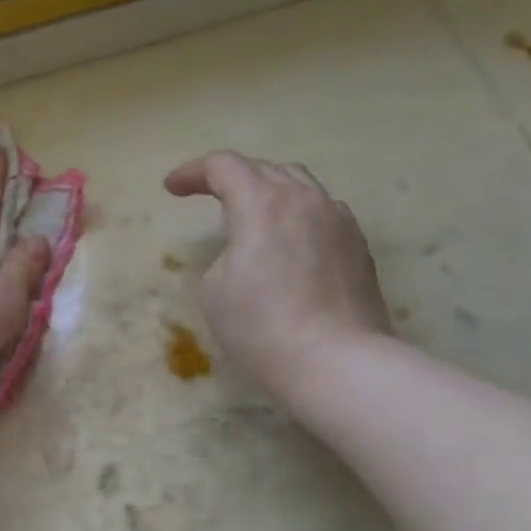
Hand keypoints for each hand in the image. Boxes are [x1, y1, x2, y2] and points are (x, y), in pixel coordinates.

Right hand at [165, 151, 392, 401]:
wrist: (337, 363)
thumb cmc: (262, 328)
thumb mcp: (215, 290)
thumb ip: (225, 256)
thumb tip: (248, 254)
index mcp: (263, 204)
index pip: (224, 167)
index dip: (193, 172)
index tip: (172, 188)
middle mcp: (306, 200)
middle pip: (266, 169)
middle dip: (233, 177)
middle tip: (210, 195)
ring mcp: (339, 222)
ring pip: (301, 187)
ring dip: (270, 192)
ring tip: (254, 213)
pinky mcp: (358, 249)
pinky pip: (323, 214)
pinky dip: (298, 215)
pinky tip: (292, 239)